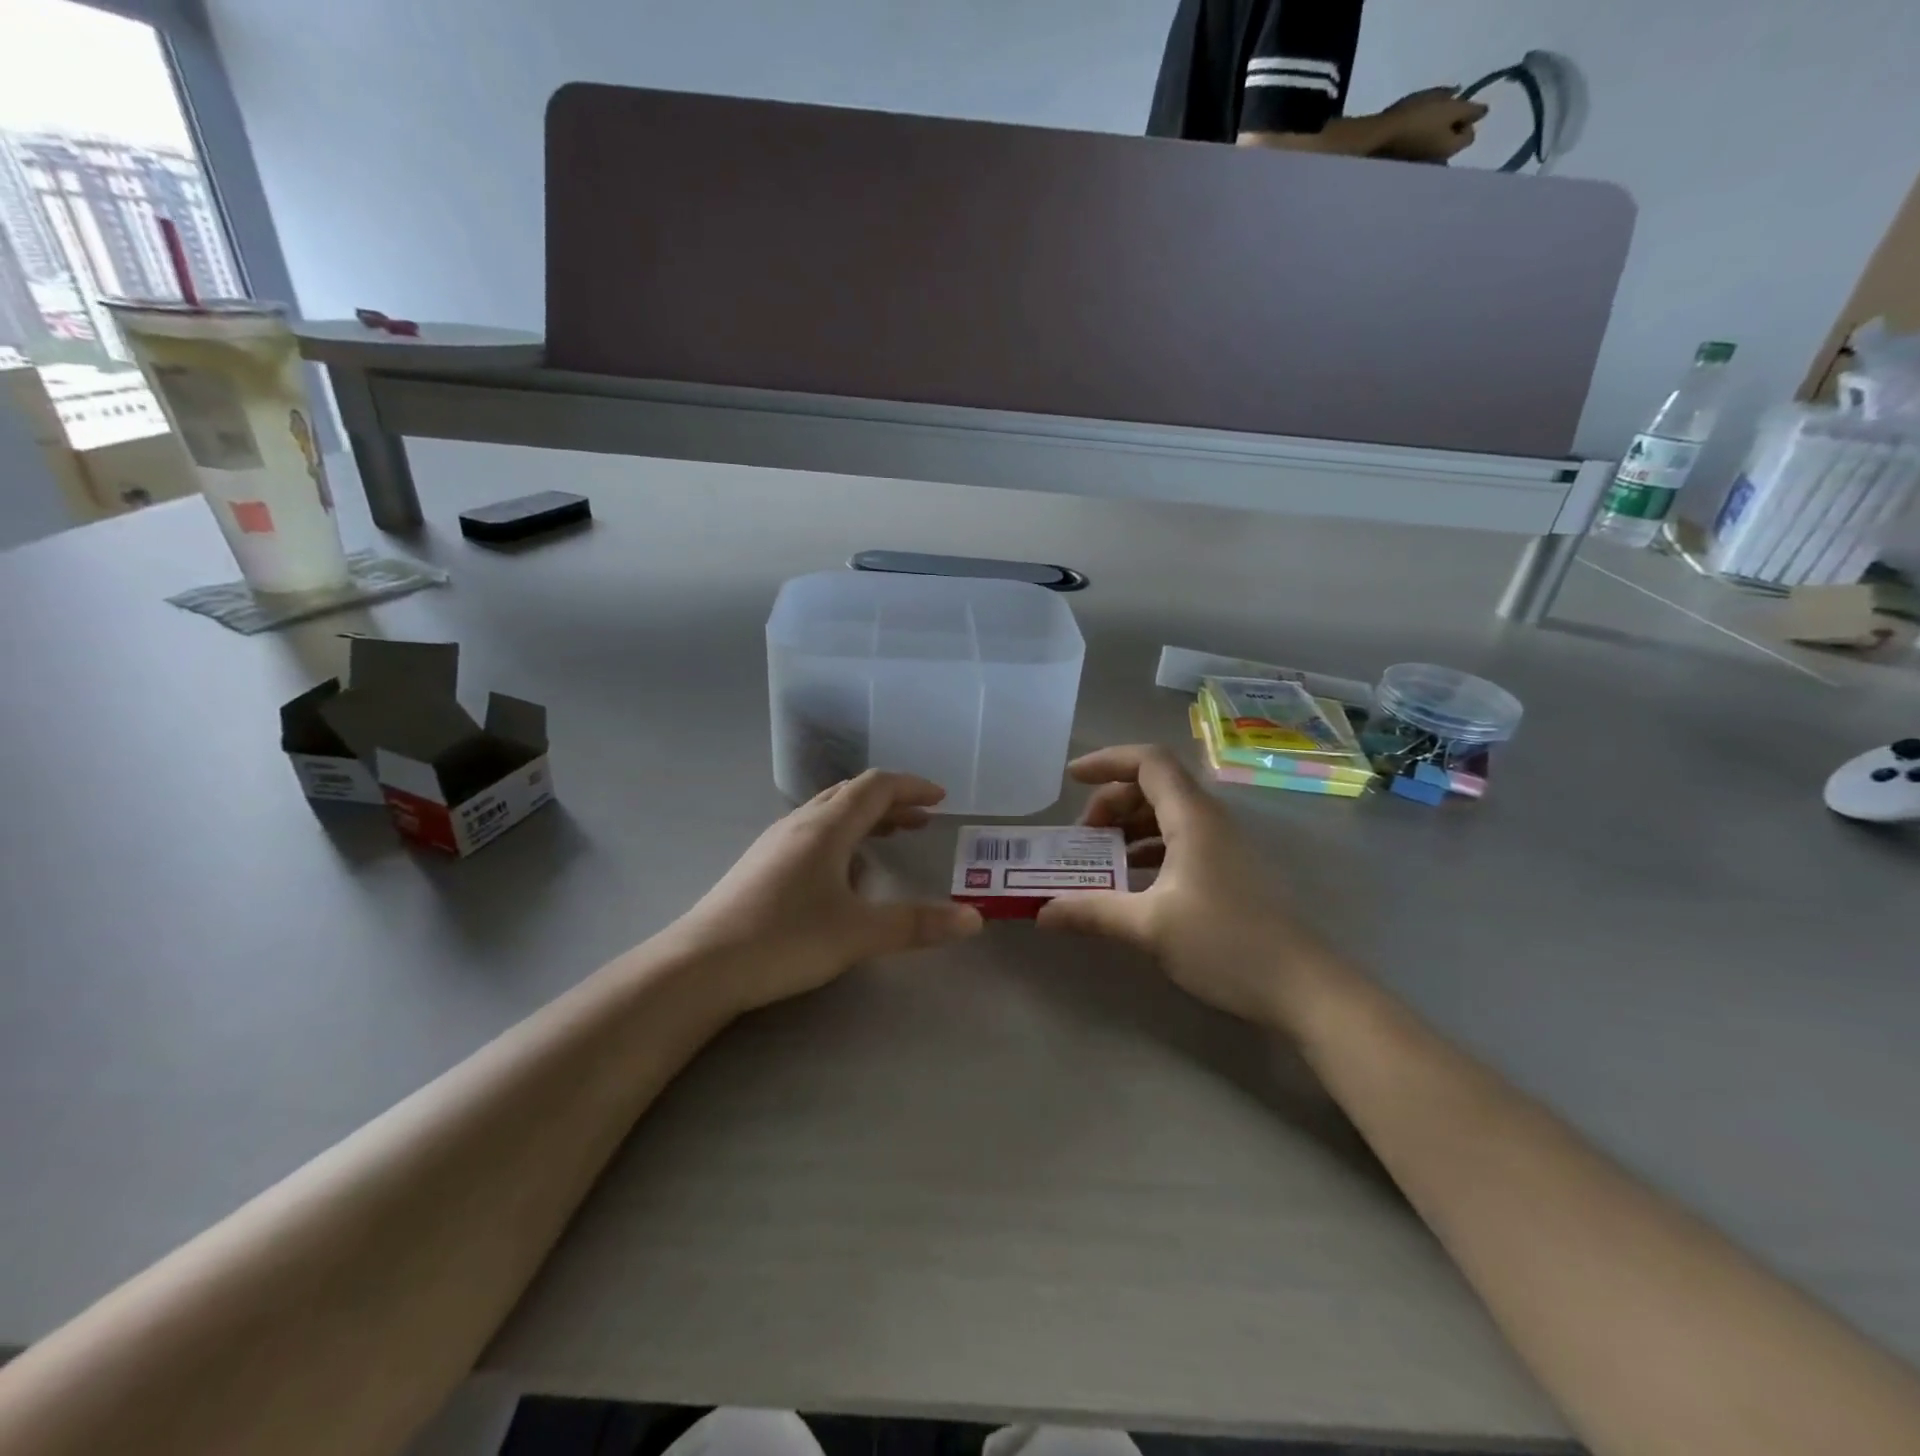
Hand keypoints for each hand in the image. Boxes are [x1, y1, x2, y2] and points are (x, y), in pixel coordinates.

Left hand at [672, 771, 982, 1012]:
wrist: (700, 966)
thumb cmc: (785, 939)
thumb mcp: (859, 934)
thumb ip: (918, 924)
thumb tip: (975, 920)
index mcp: (827, 827)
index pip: (876, 786)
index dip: (912, 787)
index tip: (941, 799)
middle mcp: (800, 824)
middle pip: (852, 794)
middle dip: (892, 802)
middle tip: (923, 819)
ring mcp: (775, 843)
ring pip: (828, 813)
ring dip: (865, 817)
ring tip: (891, 836)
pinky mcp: (760, 865)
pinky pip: (811, 834)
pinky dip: (841, 836)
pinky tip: (844, 872)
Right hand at [1035, 746, 1326, 1028]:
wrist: (1303, 987)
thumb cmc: (1225, 944)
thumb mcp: (1149, 927)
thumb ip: (1093, 912)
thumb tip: (1042, 913)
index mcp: (1192, 817)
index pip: (1147, 761)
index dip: (1106, 762)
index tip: (1070, 780)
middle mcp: (1209, 820)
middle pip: (1154, 785)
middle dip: (1111, 801)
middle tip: (1082, 837)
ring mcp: (1223, 845)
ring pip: (1167, 814)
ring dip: (1129, 827)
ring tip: (1099, 859)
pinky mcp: (1229, 870)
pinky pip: (1180, 840)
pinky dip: (1148, 849)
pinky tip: (1131, 882)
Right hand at [1373, 86, 1486, 161]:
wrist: (1378, 137)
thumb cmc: (1417, 118)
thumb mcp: (1450, 106)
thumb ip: (1471, 109)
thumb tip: (1483, 112)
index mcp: (1450, 150)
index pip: (1470, 135)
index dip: (1465, 118)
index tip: (1453, 108)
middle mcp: (1437, 164)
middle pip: (1451, 143)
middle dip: (1449, 129)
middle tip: (1437, 114)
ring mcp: (1419, 168)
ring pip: (1434, 148)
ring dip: (1433, 136)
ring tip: (1421, 123)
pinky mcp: (1403, 168)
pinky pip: (1419, 154)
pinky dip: (1419, 144)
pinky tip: (1409, 134)